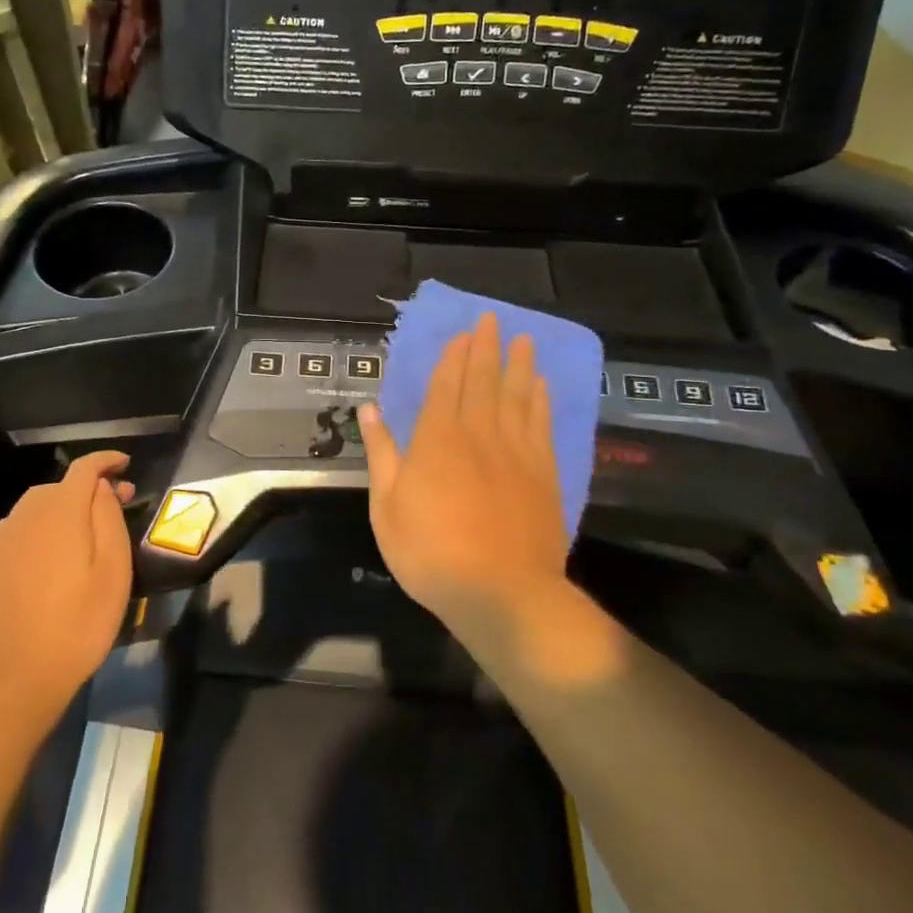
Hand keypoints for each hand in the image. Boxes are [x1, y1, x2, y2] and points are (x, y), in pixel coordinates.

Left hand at [0, 451, 133, 710]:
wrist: (16, 676)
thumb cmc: (79, 623)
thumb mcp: (113, 570)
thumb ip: (108, 518)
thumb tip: (101, 488)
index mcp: (60, 511)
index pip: (84, 468)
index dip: (106, 460)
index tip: (125, 464)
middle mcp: (26, 515)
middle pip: (60, 486)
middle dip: (89, 488)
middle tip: (116, 506)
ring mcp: (1, 539)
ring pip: (36, 506)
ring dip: (62, 507)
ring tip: (84, 532)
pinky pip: (18, 530)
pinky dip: (40, 528)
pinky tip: (50, 556)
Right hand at [358, 314, 572, 651]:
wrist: (502, 593)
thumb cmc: (431, 552)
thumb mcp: (387, 506)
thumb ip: (382, 453)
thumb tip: (369, 410)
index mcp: (437, 440)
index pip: (447, 385)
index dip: (454, 357)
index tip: (462, 333)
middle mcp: (479, 434)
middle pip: (484, 381)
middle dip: (486, 347)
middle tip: (492, 319)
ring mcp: (516, 452)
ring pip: (517, 396)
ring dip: (519, 364)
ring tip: (523, 339)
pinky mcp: (543, 474)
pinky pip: (541, 424)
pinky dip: (540, 400)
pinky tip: (540, 385)